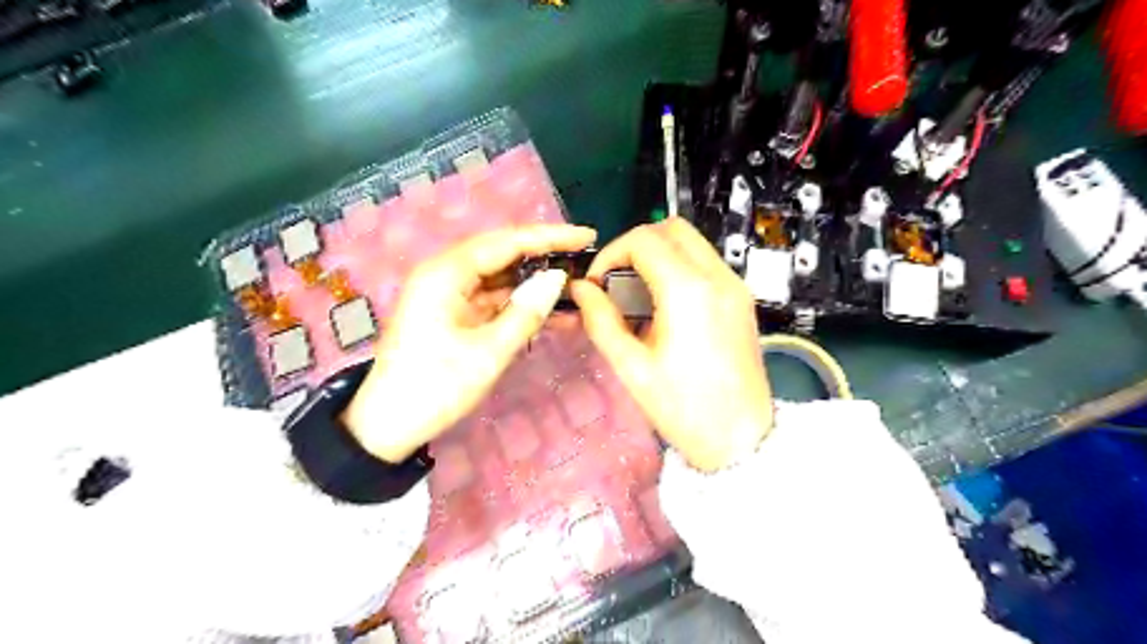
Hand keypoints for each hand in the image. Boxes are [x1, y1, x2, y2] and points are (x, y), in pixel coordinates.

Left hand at [341, 225, 595, 462]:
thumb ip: (525, 312)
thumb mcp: (487, 353)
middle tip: (584, 257)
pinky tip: (550, 309)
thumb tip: (557, 279)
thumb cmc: (435, 387)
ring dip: (534, 281)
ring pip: (500, 276)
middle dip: (544, 255)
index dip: (549, 237)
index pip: (506, 242)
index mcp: (446, 273)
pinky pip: (493, 298)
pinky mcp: (453, 312)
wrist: (388, 425)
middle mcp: (445, 273)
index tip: (587, 235)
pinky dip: (520, 303)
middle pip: (503, 253)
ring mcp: (449, 293)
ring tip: (576, 283)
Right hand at [570, 218, 774, 469]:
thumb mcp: (631, 367)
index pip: (644, 240)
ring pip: (691, 242)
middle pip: (671, 228)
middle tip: (616, 281)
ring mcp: (735, 286)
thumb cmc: (684, 409)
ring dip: (658, 255)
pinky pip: (705, 263)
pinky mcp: (742, 299)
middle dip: (635, 246)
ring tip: (638, 295)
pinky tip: (665, 306)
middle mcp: (718, 277)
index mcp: (688, 292)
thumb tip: (581, 290)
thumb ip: (601, 320)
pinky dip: (679, 268)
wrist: (741, 440)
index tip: (598, 284)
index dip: (611, 254)